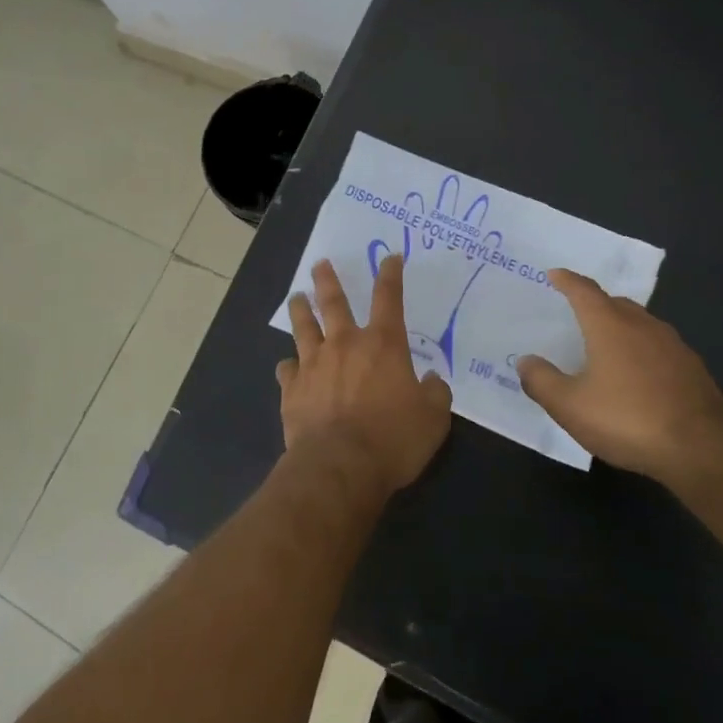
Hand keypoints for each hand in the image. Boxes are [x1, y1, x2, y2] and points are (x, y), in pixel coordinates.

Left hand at [277, 256, 452, 494]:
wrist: (340, 465)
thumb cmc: (393, 439)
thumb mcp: (433, 419)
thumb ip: (434, 393)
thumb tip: (430, 380)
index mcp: (383, 345)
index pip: (389, 298)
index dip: (390, 275)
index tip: (389, 257)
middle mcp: (345, 344)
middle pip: (333, 302)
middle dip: (327, 280)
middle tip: (319, 264)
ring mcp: (314, 364)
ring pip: (303, 327)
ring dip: (300, 310)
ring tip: (296, 297)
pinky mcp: (292, 389)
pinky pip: (287, 368)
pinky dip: (289, 365)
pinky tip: (288, 366)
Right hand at [517, 269, 722, 480]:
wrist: (701, 451)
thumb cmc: (627, 419)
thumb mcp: (569, 406)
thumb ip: (542, 381)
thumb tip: (526, 362)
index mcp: (609, 325)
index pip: (584, 291)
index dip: (567, 281)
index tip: (555, 275)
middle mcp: (643, 326)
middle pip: (615, 303)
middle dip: (595, 304)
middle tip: (578, 313)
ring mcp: (674, 346)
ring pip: (641, 324)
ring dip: (622, 327)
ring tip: (607, 345)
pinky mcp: (694, 370)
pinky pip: (660, 348)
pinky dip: (643, 351)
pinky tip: (639, 376)